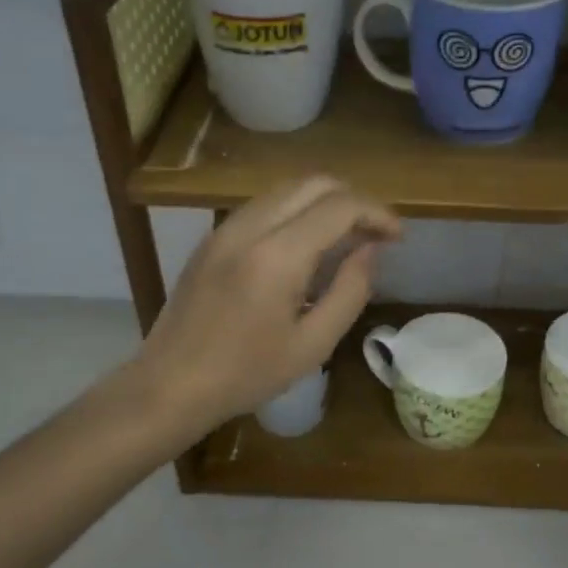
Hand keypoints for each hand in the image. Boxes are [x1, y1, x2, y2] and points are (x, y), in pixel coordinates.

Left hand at [132, 177, 399, 433]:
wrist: (169, 384)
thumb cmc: (246, 374)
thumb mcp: (312, 344)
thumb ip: (350, 290)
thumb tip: (370, 249)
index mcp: (277, 256)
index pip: (339, 206)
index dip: (377, 214)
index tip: (398, 237)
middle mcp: (250, 227)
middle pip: (314, 183)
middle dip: (354, 199)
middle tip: (376, 233)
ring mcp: (226, 228)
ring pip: (288, 189)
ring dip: (325, 202)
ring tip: (348, 237)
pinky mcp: (213, 237)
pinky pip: (265, 205)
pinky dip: (297, 211)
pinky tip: (308, 245)